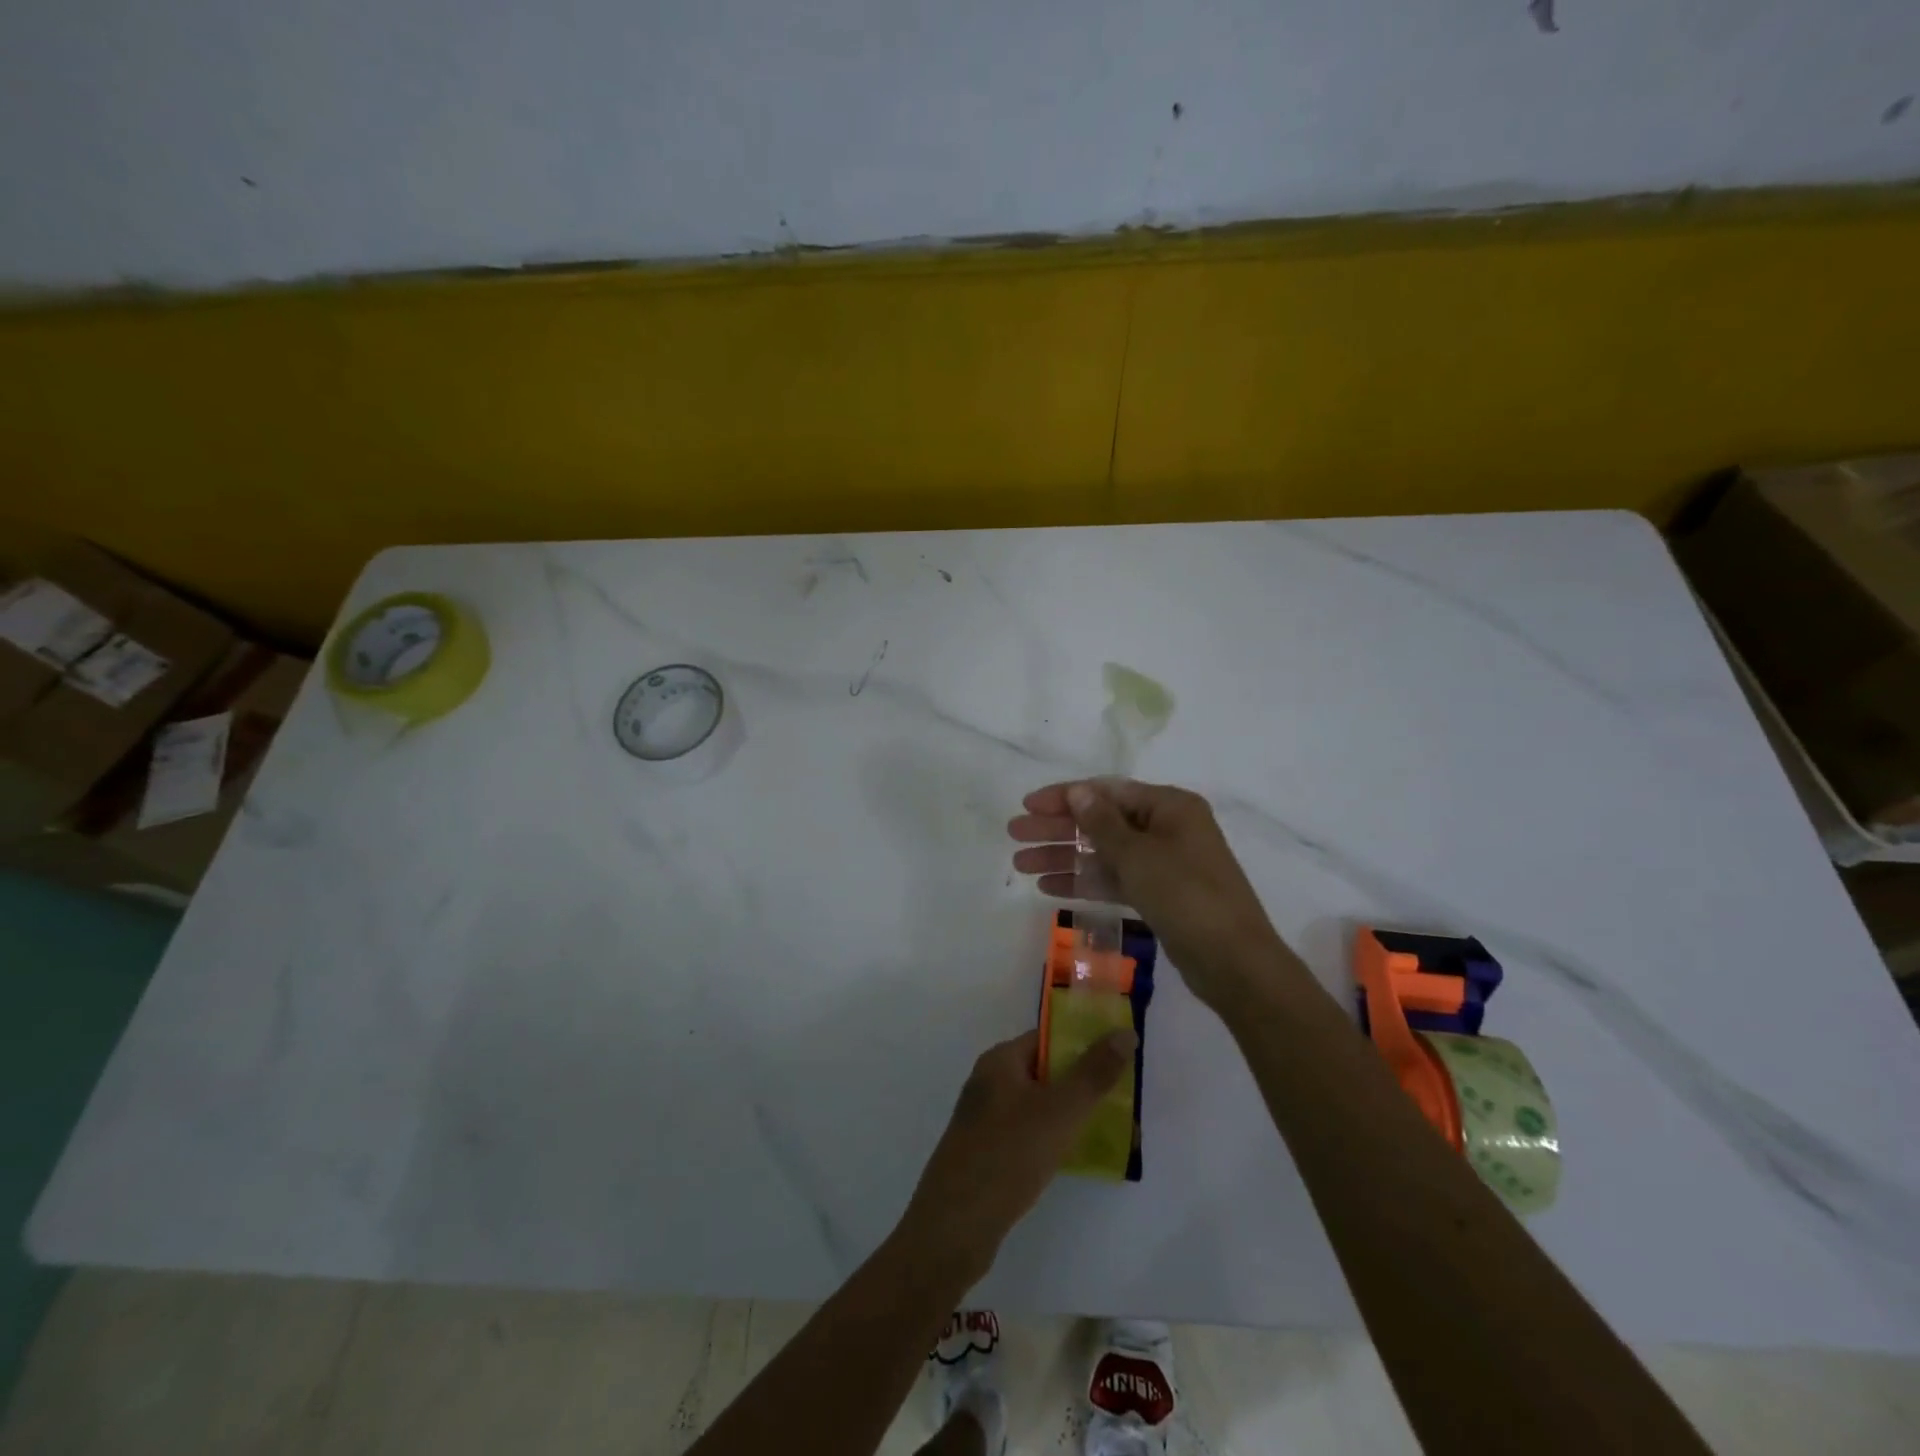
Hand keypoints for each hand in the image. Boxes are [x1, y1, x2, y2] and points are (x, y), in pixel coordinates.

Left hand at [896, 1028, 1135, 1284]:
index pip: (1047, 1039)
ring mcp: (984, 1120)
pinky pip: (1028, 1135)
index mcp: (1000, 1061)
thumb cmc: (1009, 1154)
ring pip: (1038, 1106)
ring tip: (1112, 1132)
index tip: (1120, 1058)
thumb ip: (1094, 1072)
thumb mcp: (1060, 1110)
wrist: (955, 1226)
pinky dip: (1053, 1140)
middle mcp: (989, 1083)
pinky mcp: (986, 1153)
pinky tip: (1076, 1159)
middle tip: (1124, 1100)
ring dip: (1071, 1115)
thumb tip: (1126, 1032)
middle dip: (1083, 1083)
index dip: (1084, 1043)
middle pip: (1044, 1072)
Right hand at [1008, 779, 1294, 1011]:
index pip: (1106, 792)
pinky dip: (1085, 882)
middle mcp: (1167, 828)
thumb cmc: (1187, 895)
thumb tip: (1078, 790)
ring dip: (1064, 857)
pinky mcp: (1159, 895)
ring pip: (1104, 853)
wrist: (1234, 963)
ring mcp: (1163, 864)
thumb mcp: (1139, 855)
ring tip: (1021, 865)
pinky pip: (1114, 880)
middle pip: (1101, 821)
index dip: (1064, 797)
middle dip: (1057, 828)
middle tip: (1015, 835)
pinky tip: (1048, 887)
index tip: (1027, 806)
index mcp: (1169, 806)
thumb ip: (1102, 823)